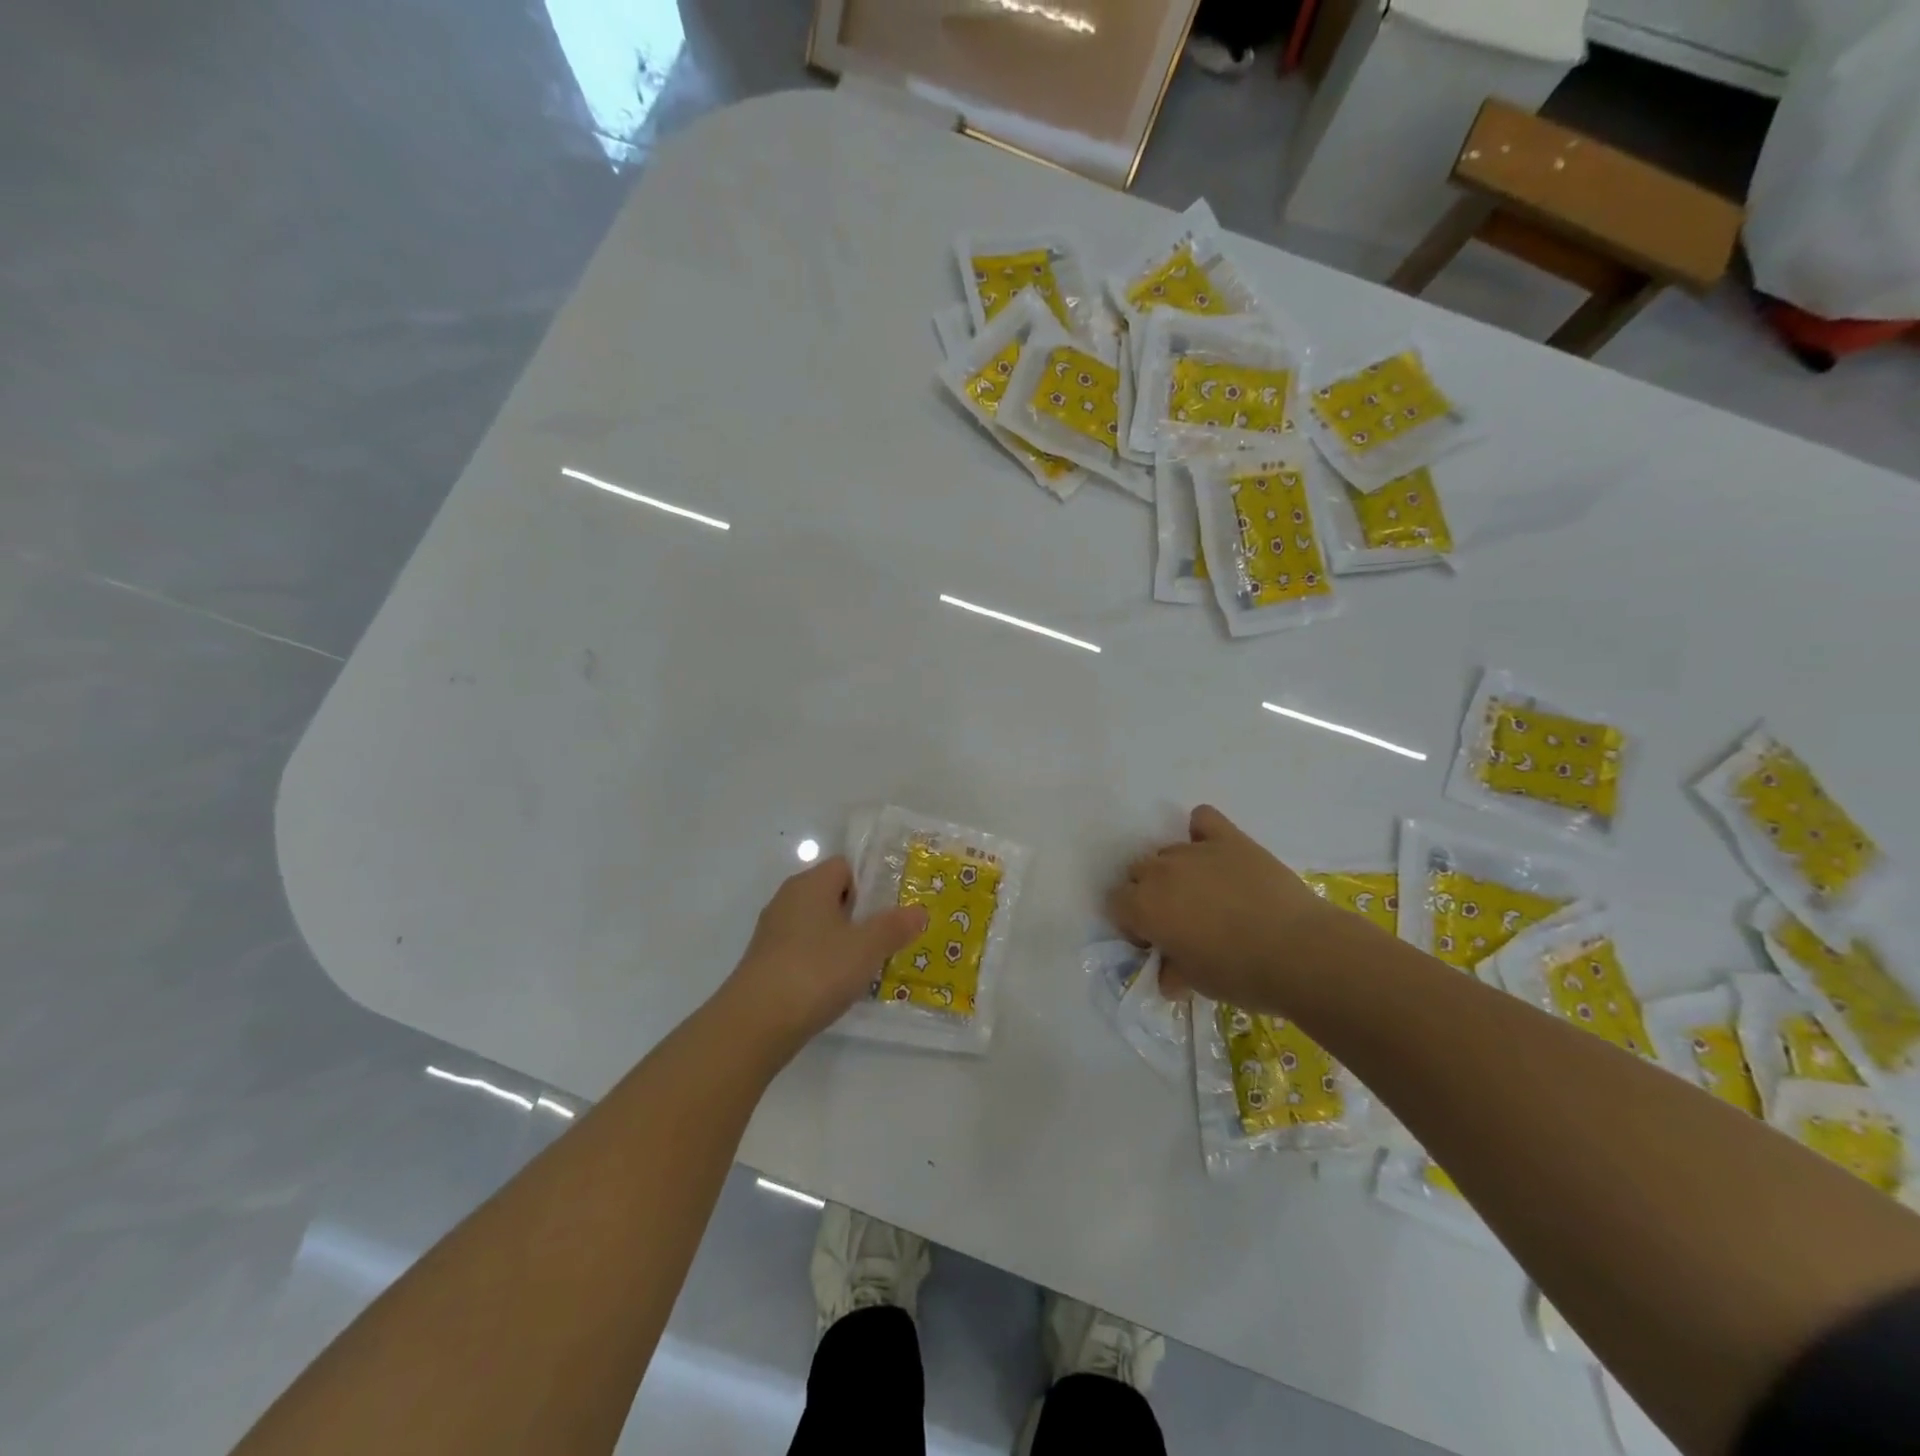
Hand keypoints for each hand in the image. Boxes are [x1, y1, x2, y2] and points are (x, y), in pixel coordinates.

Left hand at [719, 857, 927, 1058]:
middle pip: (831, 895)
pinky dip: (820, 963)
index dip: (869, 885)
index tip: (889, 912)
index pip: (845, 866)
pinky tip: (834, 988)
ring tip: (864, 968)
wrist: (755, 1023)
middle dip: (859, 916)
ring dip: (840, 942)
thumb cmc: (816, 971)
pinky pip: (802, 951)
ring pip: (817, 926)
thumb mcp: (867, 948)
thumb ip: (894, 926)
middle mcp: (788, 899)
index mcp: (811, 884)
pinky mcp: (765, 962)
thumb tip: (919, 911)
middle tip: (885, 940)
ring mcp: (773, 932)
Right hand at [1106, 805, 1337, 1013]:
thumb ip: (1171, 970)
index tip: (1156, 941)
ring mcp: (1195, 850)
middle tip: (1180, 920)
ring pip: (1168, 852)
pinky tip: (1216, 851)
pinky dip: (1202, 832)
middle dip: (1150, 894)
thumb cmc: (1239, 975)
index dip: (1132, 923)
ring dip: (1176, 872)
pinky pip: (1203, 819)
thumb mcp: (1194, 983)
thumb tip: (1168, 972)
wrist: (1299, 952)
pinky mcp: (1230, 839)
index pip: (1115, 902)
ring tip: (1207, 896)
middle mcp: (1160, 871)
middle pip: (1138, 872)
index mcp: (1143, 905)